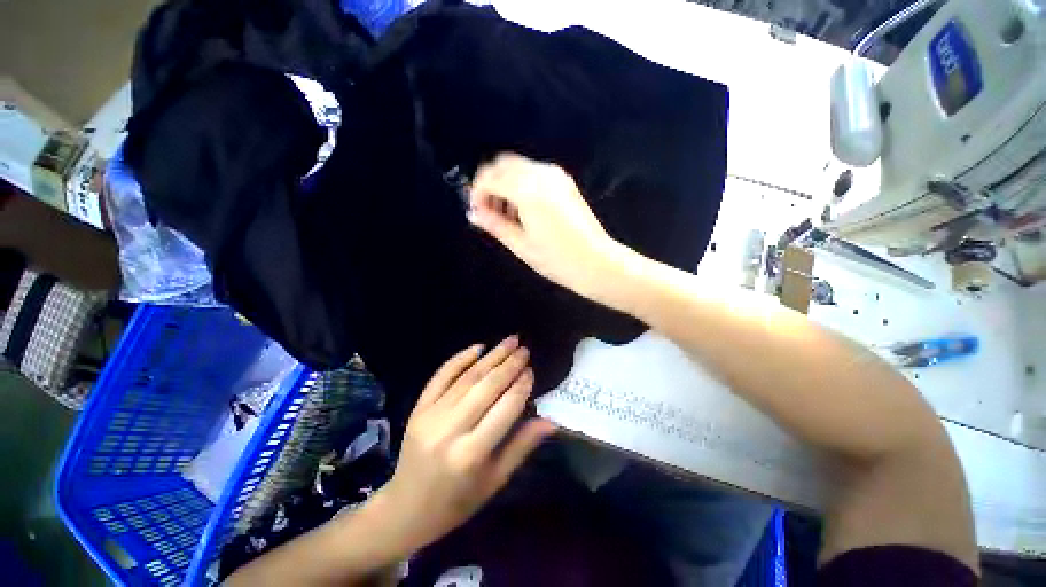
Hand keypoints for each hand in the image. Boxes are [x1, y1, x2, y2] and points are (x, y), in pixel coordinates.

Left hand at [377, 336, 555, 552]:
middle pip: (486, 388)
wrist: (405, 509)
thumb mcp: (494, 481)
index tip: (531, 370)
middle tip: (524, 349)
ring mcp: (430, 416)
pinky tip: (478, 347)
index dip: (520, 386)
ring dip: (491, 356)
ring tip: (510, 341)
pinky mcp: (418, 409)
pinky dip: (459, 359)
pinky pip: (441, 376)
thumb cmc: (457, 502)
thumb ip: (522, 447)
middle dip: (509, 364)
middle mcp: (450, 431)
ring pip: (467, 378)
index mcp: (471, 455)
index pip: (504, 409)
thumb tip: (551, 421)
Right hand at [468, 153, 628, 300]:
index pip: (490, 177)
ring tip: (505, 214)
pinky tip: (522, 209)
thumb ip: (495, 224)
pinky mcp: (564, 182)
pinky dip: (521, 184)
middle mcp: (541, 175)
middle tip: (487, 211)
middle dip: (489, 184)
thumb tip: (474, 213)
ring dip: (505, 183)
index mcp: (528, 191)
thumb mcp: (520, 245)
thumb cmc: (556, 259)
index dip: (477, 192)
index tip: (476, 211)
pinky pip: (534, 173)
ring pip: (518, 167)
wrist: (596, 262)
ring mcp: (556, 176)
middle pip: (503, 164)